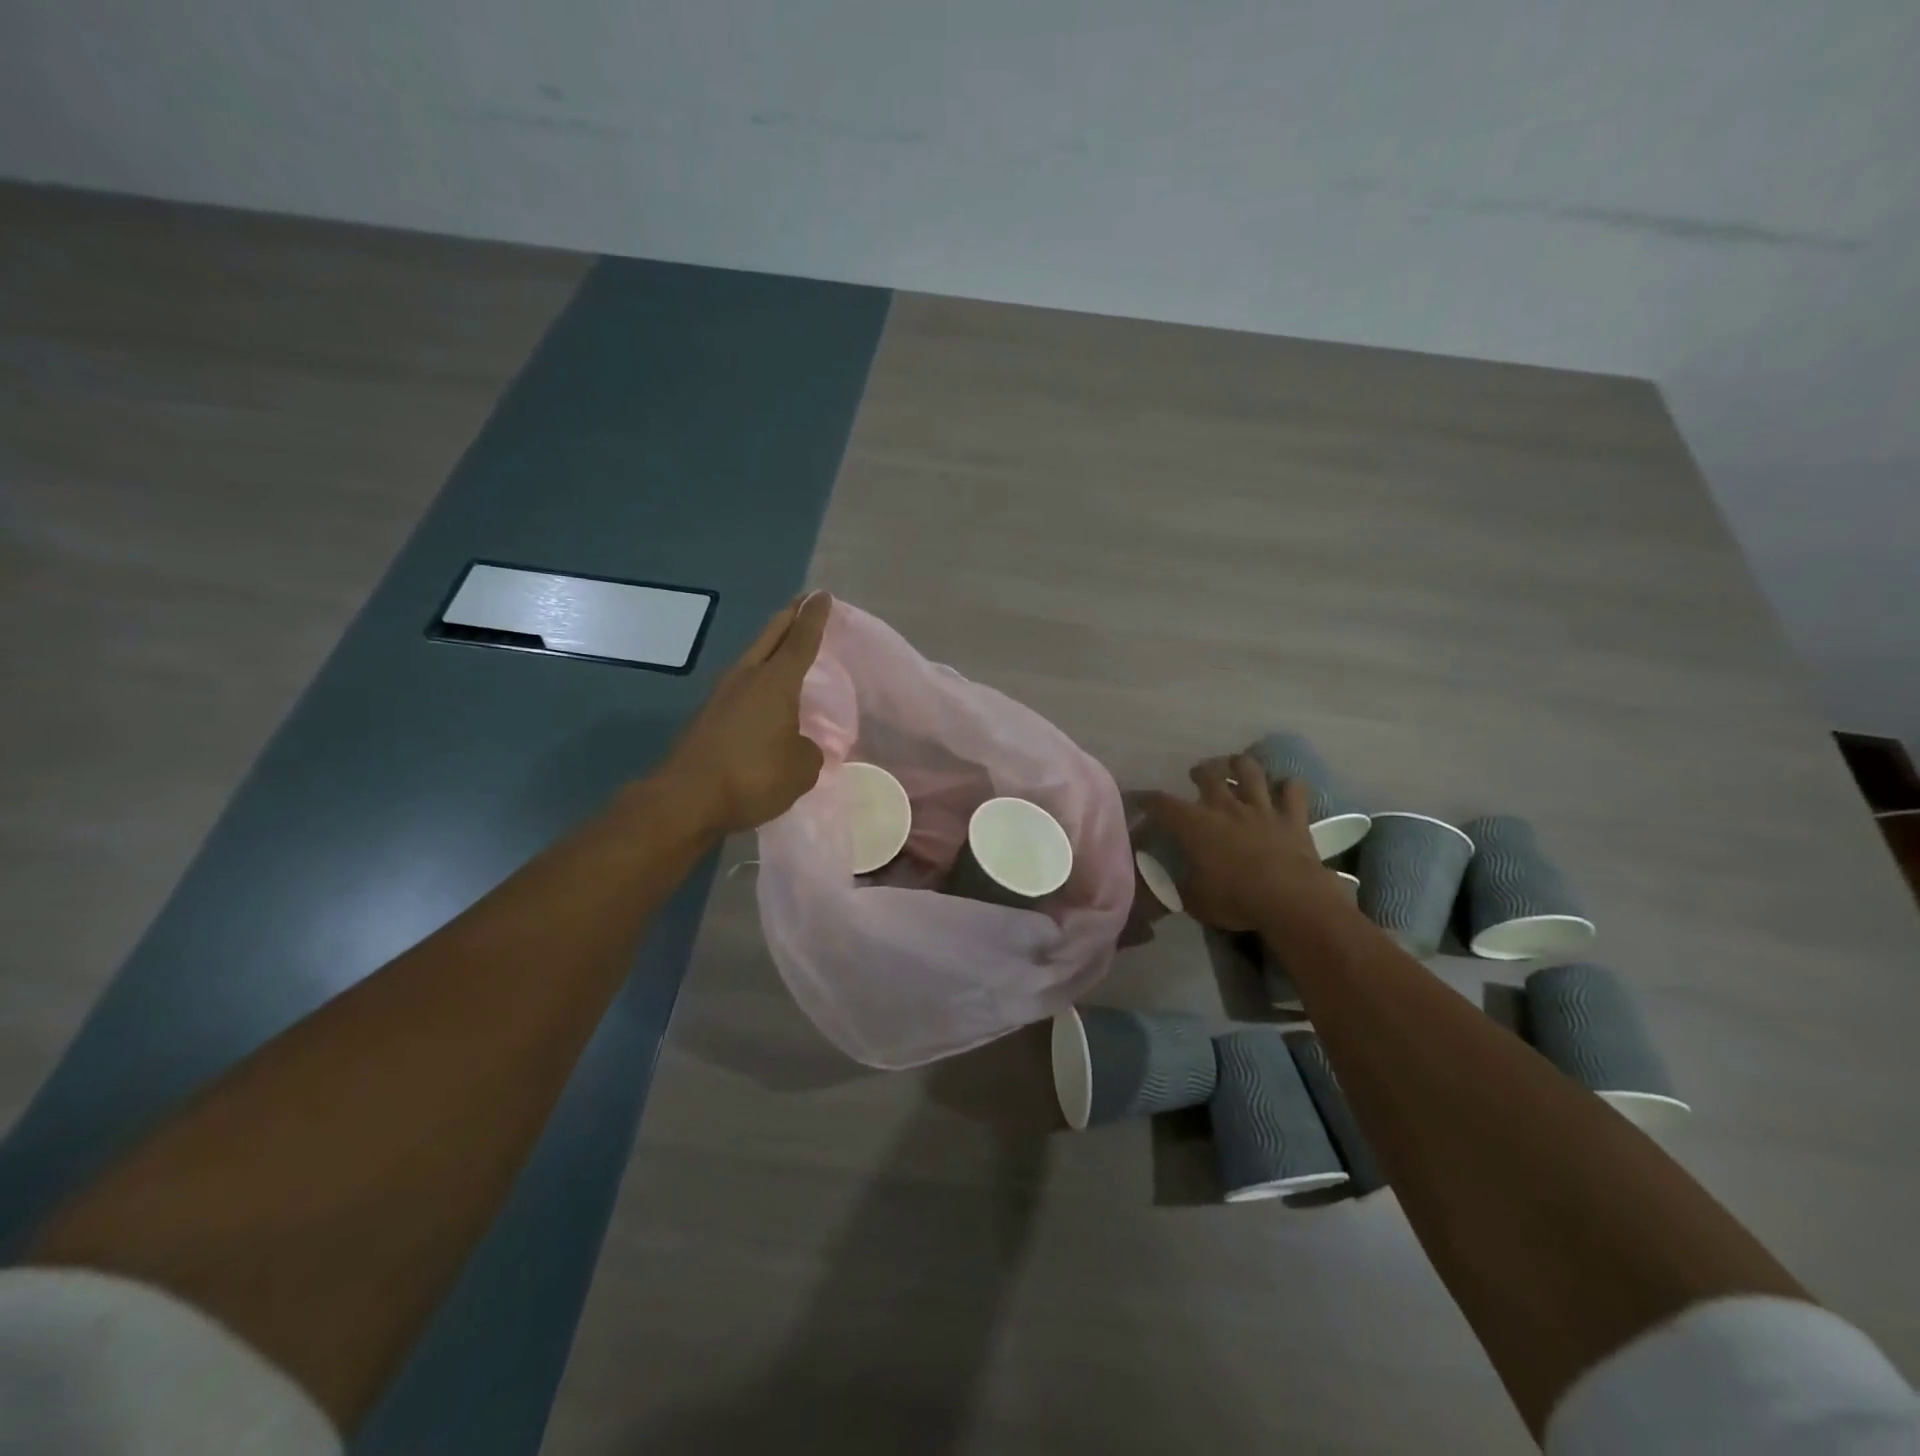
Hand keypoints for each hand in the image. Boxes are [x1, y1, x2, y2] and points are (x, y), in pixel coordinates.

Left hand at [657, 591, 831, 834]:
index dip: (814, 618)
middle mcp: (746, 678)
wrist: (686, 799)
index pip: (801, 640)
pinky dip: (758, 681)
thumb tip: (798, 746)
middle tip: (803, 603)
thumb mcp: (801, 769)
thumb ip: (809, 751)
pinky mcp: (708, 717)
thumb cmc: (753, 775)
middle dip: (789, 618)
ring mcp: (722, 695)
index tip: (822, 595)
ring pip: (752, 660)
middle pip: (771, 637)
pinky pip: (742, 687)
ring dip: (770, 649)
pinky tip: (765, 697)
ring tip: (786, 648)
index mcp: (775, 681)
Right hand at [1142, 755, 1329, 931]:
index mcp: (1196, 825)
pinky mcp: (1293, 818)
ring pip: (1250, 771)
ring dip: (1241, 766)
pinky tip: (1285, 788)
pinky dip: (1288, 786)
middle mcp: (1226, 807)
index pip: (1162, 804)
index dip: (1147, 799)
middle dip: (1200, 772)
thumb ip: (1179, 888)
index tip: (1139, 798)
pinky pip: (1294, 790)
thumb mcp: (1195, 901)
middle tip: (1197, 775)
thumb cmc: (1236, 899)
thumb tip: (1167, 886)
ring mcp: (1262, 808)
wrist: (1290, 900)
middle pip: (1209, 775)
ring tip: (1237, 767)